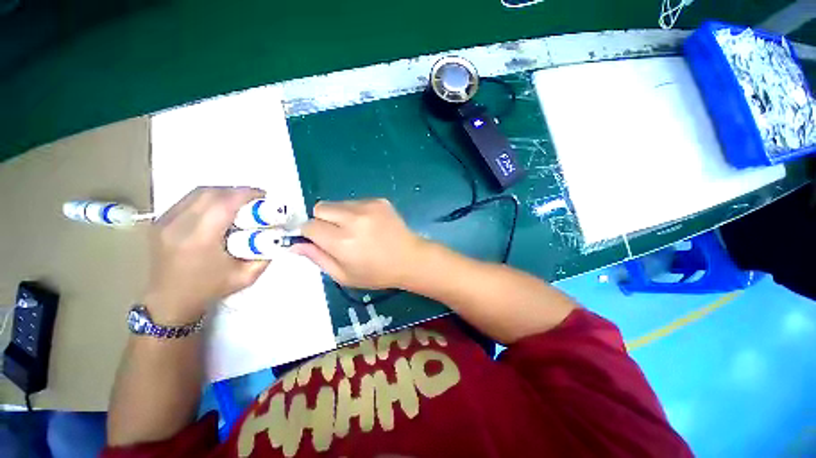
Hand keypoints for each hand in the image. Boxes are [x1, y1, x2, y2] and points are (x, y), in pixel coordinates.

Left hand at [143, 187, 269, 323]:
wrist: (169, 301)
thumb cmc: (209, 289)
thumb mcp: (246, 276)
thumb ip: (265, 254)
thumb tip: (277, 235)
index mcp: (199, 240)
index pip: (224, 203)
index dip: (246, 194)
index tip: (264, 195)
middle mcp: (178, 225)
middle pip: (210, 193)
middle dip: (236, 191)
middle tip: (255, 199)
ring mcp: (164, 222)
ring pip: (197, 193)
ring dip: (222, 193)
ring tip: (238, 202)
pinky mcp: (159, 221)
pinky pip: (187, 200)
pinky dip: (207, 198)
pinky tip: (218, 208)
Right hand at [291, 199, 426, 288]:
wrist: (410, 259)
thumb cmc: (377, 273)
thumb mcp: (344, 275)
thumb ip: (317, 258)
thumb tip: (295, 244)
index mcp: (342, 241)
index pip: (309, 225)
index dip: (310, 234)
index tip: (319, 240)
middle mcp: (353, 219)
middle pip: (320, 207)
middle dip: (322, 221)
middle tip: (338, 235)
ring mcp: (368, 206)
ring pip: (337, 203)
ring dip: (339, 215)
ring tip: (357, 230)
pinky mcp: (379, 200)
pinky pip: (355, 201)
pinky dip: (356, 212)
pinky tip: (370, 225)